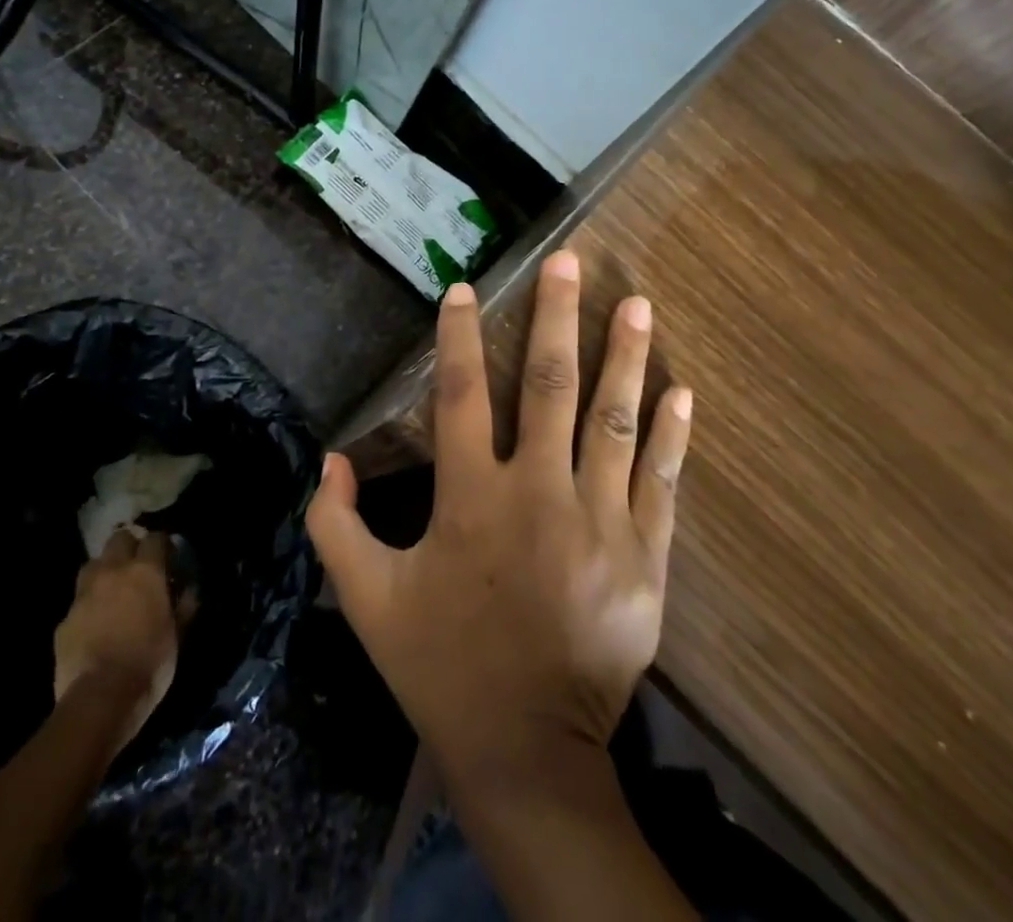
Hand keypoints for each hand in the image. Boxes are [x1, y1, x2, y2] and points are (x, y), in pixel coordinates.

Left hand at [52, 528, 187, 748]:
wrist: (98, 700)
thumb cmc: (148, 664)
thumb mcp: (177, 636)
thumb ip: (183, 607)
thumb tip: (189, 591)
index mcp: (145, 571)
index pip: (155, 538)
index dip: (162, 545)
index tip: (168, 557)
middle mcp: (113, 572)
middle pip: (119, 538)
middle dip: (129, 547)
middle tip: (138, 566)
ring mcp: (84, 594)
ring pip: (93, 563)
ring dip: (104, 570)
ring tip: (112, 588)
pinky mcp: (64, 620)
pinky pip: (78, 602)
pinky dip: (88, 605)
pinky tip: (93, 623)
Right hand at [307, 250, 692, 788]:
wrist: (528, 751)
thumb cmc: (443, 667)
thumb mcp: (366, 601)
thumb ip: (336, 527)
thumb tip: (331, 461)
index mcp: (471, 500)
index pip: (462, 395)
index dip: (459, 337)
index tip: (465, 288)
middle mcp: (539, 494)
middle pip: (549, 386)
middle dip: (557, 316)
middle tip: (569, 261)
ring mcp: (600, 522)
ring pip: (613, 420)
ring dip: (626, 356)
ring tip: (637, 302)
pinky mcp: (644, 557)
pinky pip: (660, 481)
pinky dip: (671, 433)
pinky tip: (682, 390)